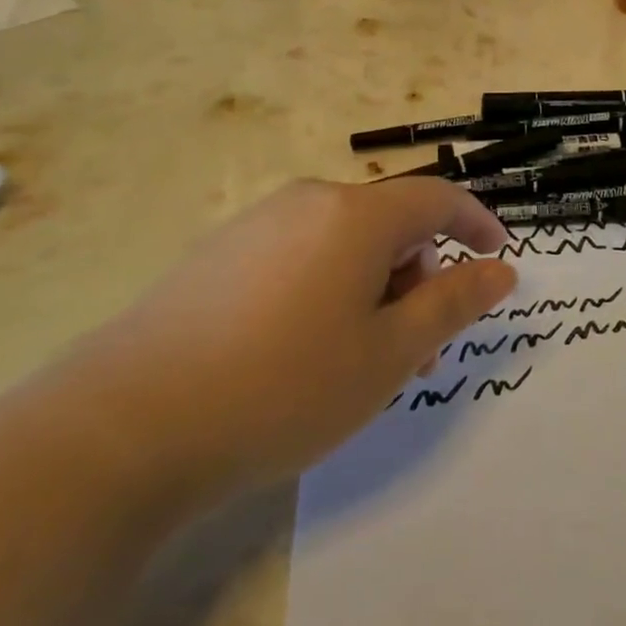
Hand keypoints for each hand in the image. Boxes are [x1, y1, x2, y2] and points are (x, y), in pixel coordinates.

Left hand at [64, 178, 515, 506]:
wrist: (125, 426)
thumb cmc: (283, 386)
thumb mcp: (388, 354)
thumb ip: (452, 304)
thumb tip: (499, 269)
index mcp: (356, 215)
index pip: (437, 199)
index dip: (477, 223)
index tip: (500, 256)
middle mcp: (308, 202)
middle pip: (388, 224)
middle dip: (420, 276)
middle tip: (421, 349)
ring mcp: (257, 224)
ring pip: (343, 244)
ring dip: (375, 290)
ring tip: (364, 362)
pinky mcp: (219, 255)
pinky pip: (300, 256)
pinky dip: (329, 290)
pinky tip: (304, 352)